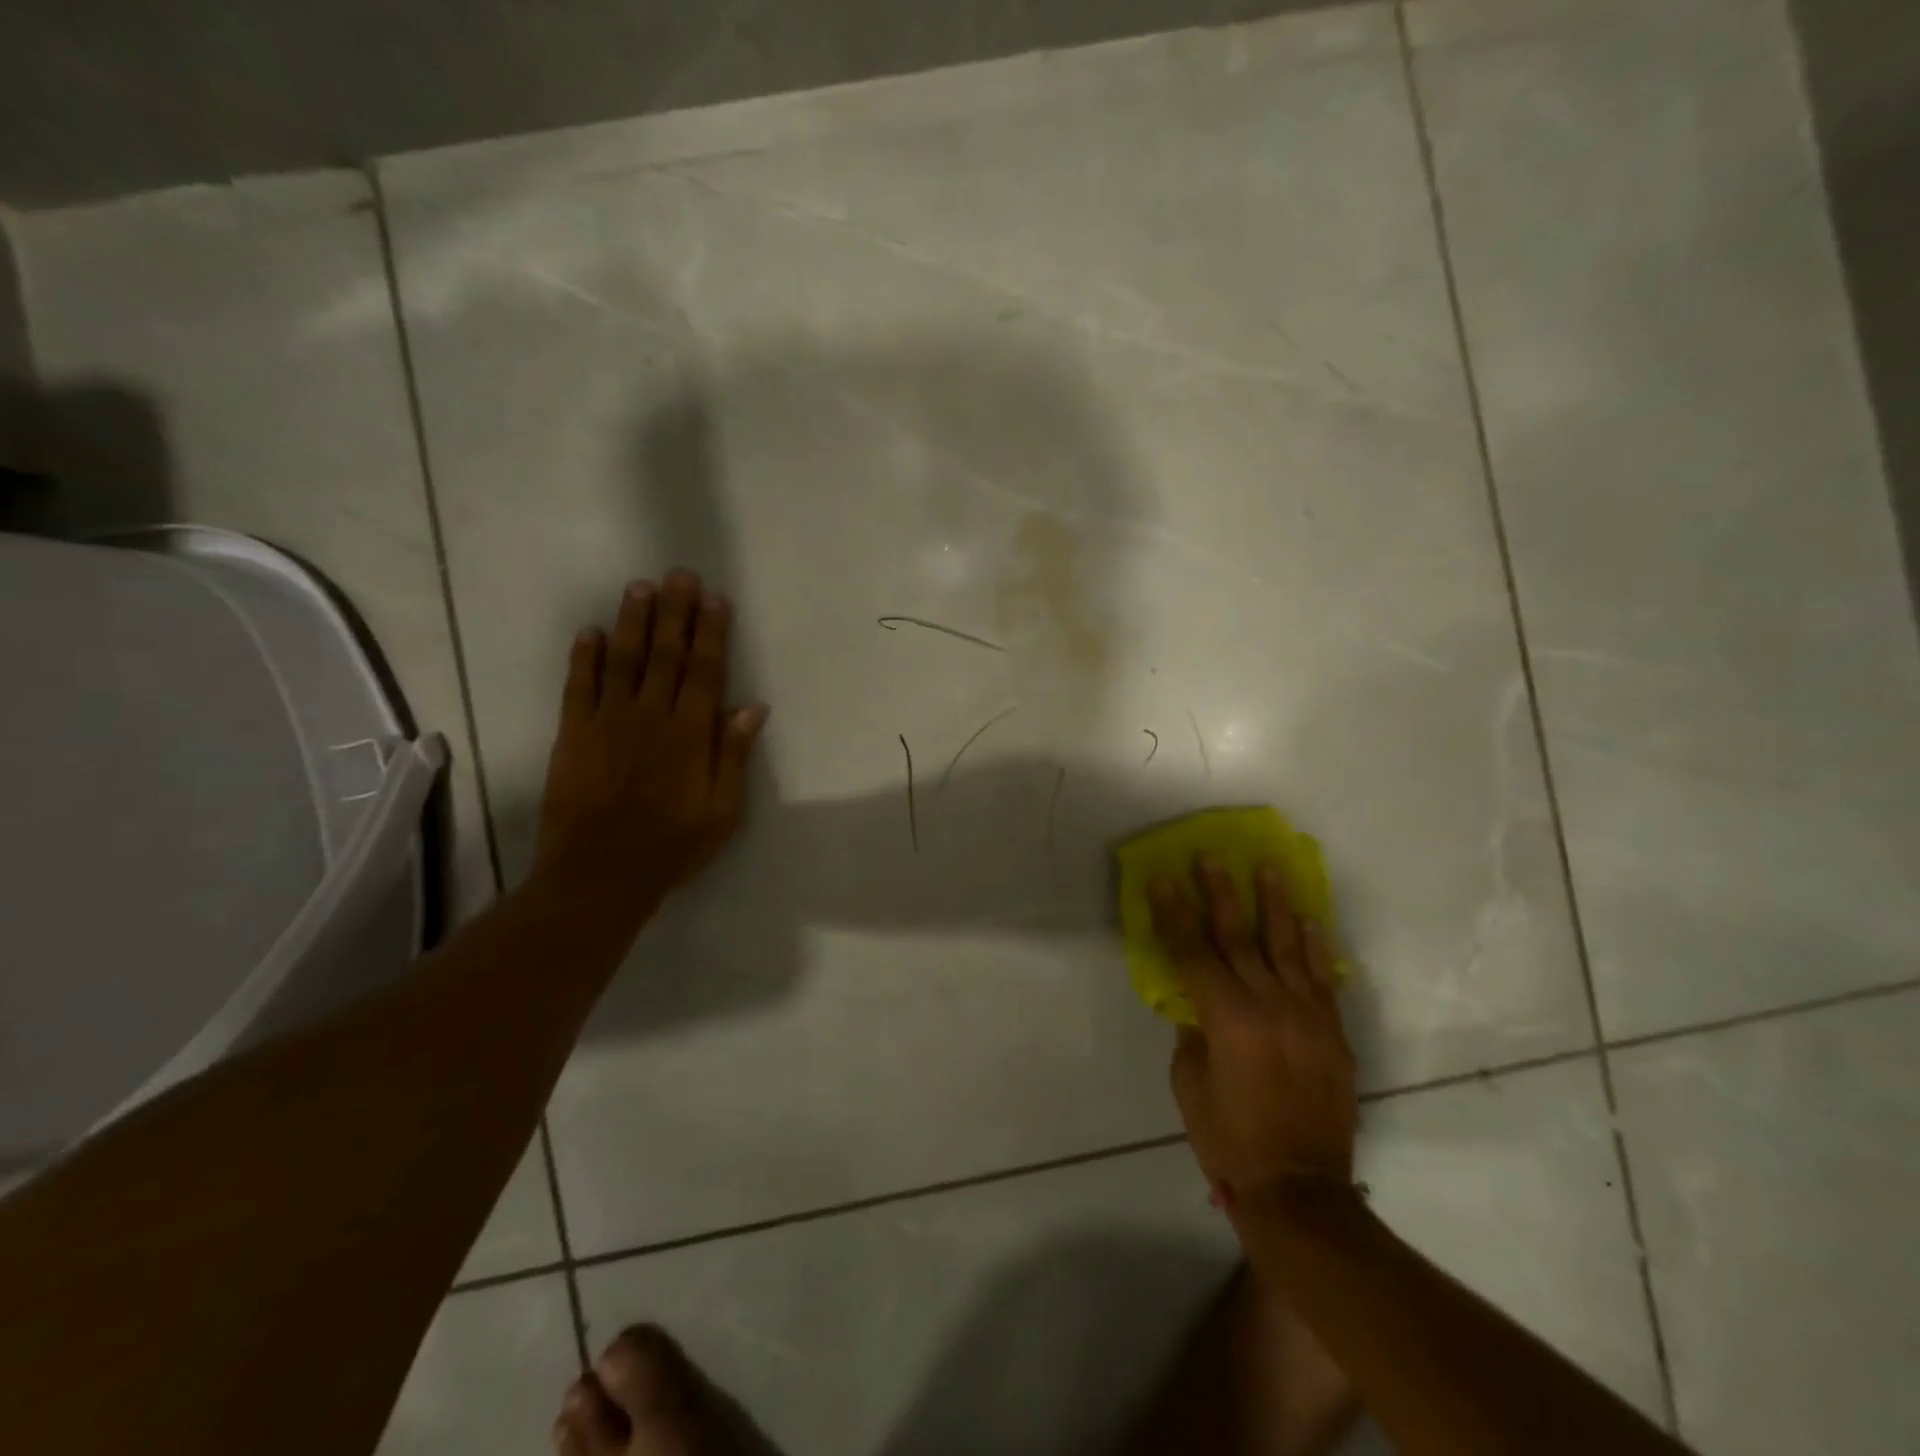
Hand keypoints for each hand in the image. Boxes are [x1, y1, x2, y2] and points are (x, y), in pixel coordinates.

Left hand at [533, 570, 767, 927]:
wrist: (599, 875)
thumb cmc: (672, 846)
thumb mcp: (722, 811)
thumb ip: (732, 755)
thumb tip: (752, 707)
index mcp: (689, 734)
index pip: (705, 671)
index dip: (711, 632)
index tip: (715, 599)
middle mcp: (650, 716)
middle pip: (666, 654)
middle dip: (675, 612)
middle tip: (679, 574)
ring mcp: (608, 721)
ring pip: (623, 660)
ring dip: (632, 621)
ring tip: (640, 587)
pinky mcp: (573, 734)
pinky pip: (579, 686)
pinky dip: (584, 657)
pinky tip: (589, 631)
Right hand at [1150, 857, 1356, 1203]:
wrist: (1300, 1187)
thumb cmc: (1229, 1138)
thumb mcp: (1190, 1084)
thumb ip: (1193, 1033)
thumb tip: (1197, 1003)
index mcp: (1228, 1019)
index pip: (1193, 952)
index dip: (1176, 914)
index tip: (1164, 879)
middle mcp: (1270, 1006)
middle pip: (1239, 938)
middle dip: (1221, 893)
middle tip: (1210, 857)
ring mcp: (1307, 1016)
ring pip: (1287, 947)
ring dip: (1274, 904)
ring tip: (1268, 868)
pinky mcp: (1332, 1031)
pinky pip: (1322, 978)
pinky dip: (1315, 946)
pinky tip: (1309, 919)